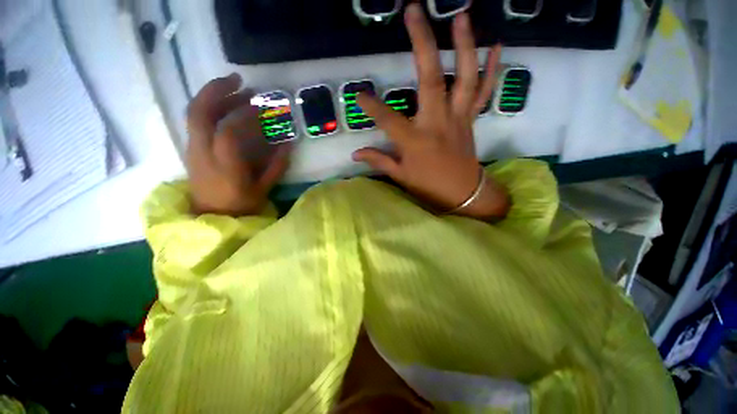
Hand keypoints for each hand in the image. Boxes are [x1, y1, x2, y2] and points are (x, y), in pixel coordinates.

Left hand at [186, 73, 290, 215]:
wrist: (211, 217)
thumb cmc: (240, 206)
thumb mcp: (263, 189)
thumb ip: (276, 166)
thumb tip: (288, 144)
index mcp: (223, 165)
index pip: (228, 131)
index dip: (245, 115)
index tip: (261, 108)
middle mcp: (202, 152)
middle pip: (199, 112)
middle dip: (217, 90)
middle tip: (239, 81)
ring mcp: (193, 148)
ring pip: (194, 113)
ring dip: (213, 95)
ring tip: (235, 88)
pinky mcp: (192, 148)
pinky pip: (195, 120)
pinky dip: (209, 106)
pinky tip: (225, 105)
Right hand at [353, 4, 508, 219]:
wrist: (463, 193)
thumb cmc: (430, 186)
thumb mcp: (401, 176)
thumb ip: (379, 161)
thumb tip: (355, 154)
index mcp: (415, 141)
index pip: (388, 119)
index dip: (371, 107)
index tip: (358, 95)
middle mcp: (437, 123)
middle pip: (429, 79)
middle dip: (421, 43)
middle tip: (414, 11)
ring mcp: (458, 117)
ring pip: (463, 77)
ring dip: (463, 45)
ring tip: (459, 16)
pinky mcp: (470, 118)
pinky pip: (483, 91)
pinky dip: (491, 68)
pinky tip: (495, 45)